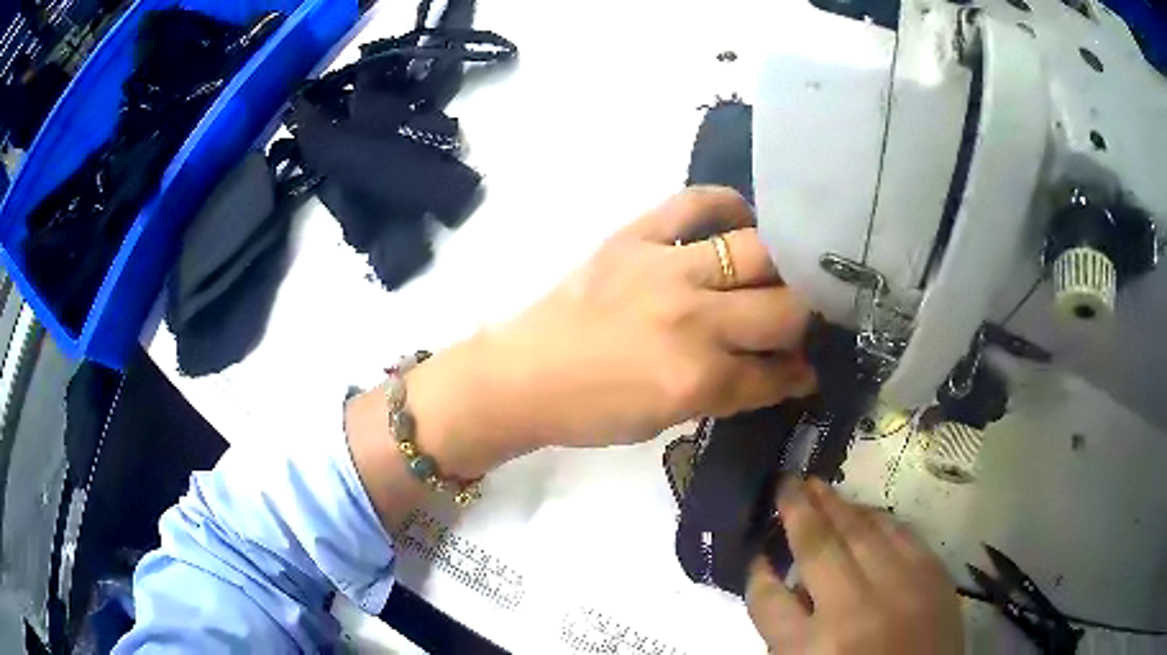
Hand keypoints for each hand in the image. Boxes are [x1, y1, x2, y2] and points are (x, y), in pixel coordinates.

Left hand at [406, 186, 814, 475]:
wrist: (524, 374)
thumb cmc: (592, 411)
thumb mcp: (668, 419)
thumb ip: (731, 393)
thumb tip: (785, 372)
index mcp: (698, 378)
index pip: (776, 372)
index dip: (802, 372)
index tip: (813, 366)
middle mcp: (693, 318)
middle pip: (784, 308)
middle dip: (808, 319)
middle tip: (807, 319)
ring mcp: (664, 268)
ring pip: (757, 251)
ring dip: (783, 266)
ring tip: (786, 271)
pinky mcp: (635, 236)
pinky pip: (694, 202)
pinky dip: (725, 203)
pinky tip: (742, 217)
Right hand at [746, 478, 963, 653]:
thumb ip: (789, 632)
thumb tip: (784, 584)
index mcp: (812, 648)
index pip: (769, 598)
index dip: (757, 573)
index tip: (756, 555)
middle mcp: (855, 610)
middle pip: (819, 546)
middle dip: (797, 510)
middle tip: (785, 482)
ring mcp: (900, 587)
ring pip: (862, 530)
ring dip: (836, 505)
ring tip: (818, 486)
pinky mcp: (933, 576)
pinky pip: (901, 532)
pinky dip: (878, 517)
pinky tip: (864, 510)